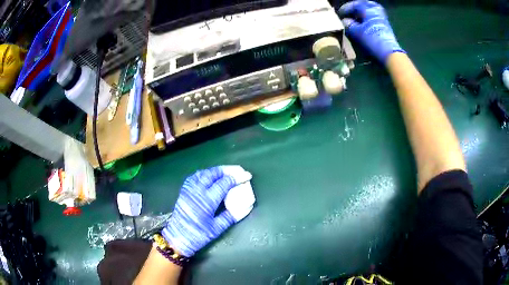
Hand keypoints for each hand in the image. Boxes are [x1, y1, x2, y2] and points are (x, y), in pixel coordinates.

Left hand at [162, 166, 247, 257]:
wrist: (177, 237)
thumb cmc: (198, 235)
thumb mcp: (217, 228)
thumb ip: (232, 216)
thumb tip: (247, 206)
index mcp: (207, 201)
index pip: (224, 183)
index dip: (237, 178)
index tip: (247, 176)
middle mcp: (197, 191)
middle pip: (213, 174)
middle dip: (227, 170)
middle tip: (238, 170)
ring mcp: (189, 189)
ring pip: (203, 173)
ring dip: (216, 171)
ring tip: (226, 172)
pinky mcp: (184, 191)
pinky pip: (194, 176)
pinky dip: (204, 173)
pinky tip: (209, 176)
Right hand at [338, 1, 404, 62]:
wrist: (389, 53)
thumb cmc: (372, 40)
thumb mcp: (357, 32)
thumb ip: (349, 25)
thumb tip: (345, 21)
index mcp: (369, 10)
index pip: (355, 4)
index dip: (346, 8)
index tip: (340, 13)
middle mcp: (376, 12)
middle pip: (365, 5)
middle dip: (357, 7)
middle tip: (350, 12)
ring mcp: (382, 19)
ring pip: (371, 11)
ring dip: (363, 13)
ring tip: (356, 19)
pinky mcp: (386, 27)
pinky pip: (375, 18)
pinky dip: (368, 19)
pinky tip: (363, 25)